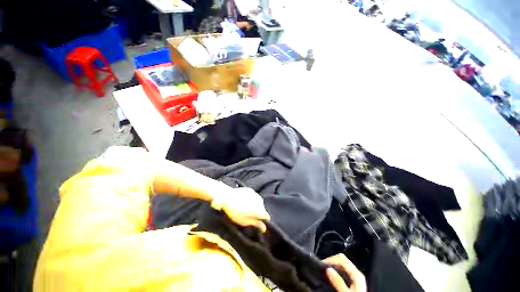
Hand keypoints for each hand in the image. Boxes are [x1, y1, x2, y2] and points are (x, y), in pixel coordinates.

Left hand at [211, 187, 269, 231]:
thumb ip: (255, 223)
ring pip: (259, 202)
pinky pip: (254, 197)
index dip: (264, 221)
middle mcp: (260, 201)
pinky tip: (244, 201)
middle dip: (258, 213)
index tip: (258, 223)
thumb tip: (264, 228)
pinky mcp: (251, 190)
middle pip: (263, 209)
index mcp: (259, 210)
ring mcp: (256, 194)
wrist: (227, 197)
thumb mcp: (243, 221)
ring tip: (246, 208)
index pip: (267, 217)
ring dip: (255, 206)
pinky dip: (252, 200)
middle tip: (249, 216)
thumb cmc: (234, 211)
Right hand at [323, 254, 365, 291]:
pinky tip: (332, 276)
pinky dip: (336, 270)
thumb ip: (338, 282)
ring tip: (325, 271)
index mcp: (356, 274)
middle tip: (322, 267)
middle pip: (342, 260)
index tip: (322, 265)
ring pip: (342, 265)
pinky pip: (343, 271)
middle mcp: (357, 273)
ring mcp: (356, 277)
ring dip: (333, 266)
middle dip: (331, 261)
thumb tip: (328, 269)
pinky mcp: (353, 282)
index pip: (341, 258)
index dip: (330, 259)